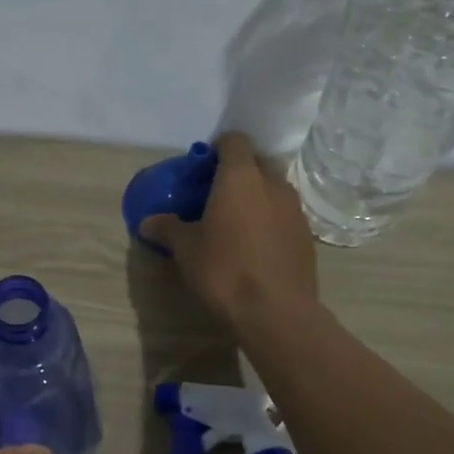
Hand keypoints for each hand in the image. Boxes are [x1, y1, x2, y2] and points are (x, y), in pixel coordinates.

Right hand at [140, 132, 318, 330]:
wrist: (276, 312)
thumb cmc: (225, 270)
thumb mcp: (186, 250)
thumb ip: (167, 229)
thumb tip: (147, 222)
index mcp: (241, 176)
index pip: (234, 140)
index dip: (217, 149)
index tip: (202, 169)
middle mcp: (273, 183)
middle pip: (256, 162)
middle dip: (238, 172)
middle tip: (215, 195)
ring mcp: (295, 209)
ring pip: (273, 189)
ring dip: (256, 197)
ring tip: (235, 223)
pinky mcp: (306, 235)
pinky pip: (284, 215)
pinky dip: (269, 220)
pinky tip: (254, 246)